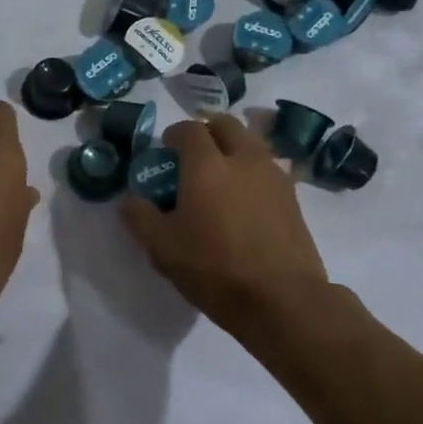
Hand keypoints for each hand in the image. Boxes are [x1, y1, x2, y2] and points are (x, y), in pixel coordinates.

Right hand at [120, 115, 328, 337]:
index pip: (189, 129)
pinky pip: (268, 167)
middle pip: (226, 124)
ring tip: (221, 177)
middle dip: (207, 132)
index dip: (174, 134)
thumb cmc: (215, 270)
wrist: (282, 299)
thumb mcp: (163, 249)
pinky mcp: (293, 195)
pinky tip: (245, 199)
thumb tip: (129, 199)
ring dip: (233, 147)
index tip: (165, 151)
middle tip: (193, 157)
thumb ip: (140, 217)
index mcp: (207, 165)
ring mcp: (273, 174)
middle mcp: (243, 158)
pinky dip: (253, 170)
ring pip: (251, 142)